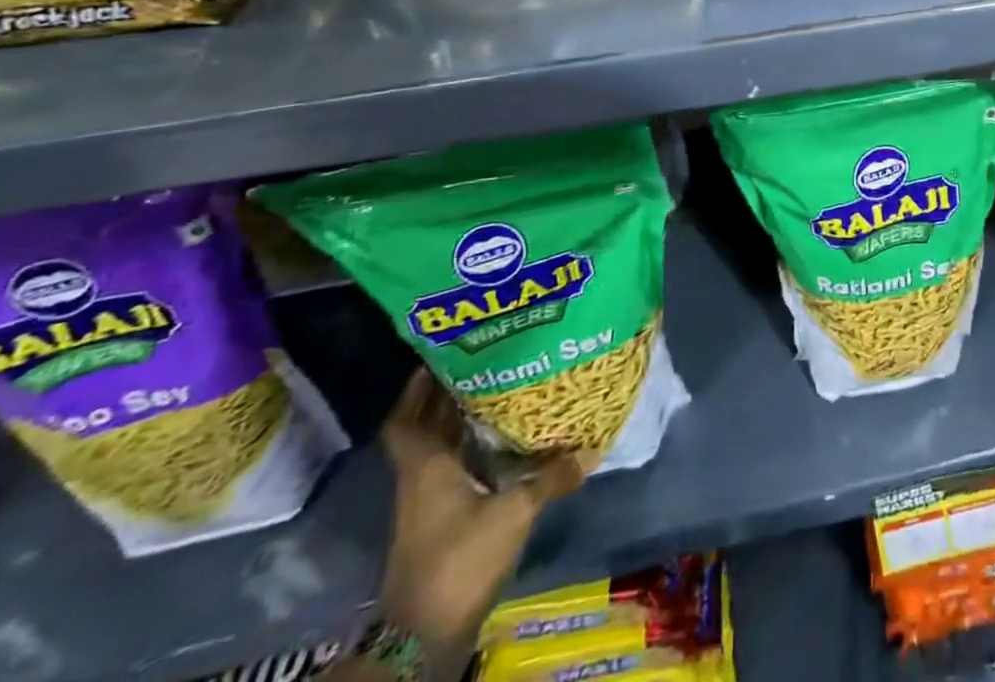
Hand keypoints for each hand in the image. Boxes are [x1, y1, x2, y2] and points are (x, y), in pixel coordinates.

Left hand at [378, 370, 592, 646]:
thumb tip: (589, 447)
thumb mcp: (513, 513)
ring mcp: (426, 503)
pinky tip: (501, 438)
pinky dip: (469, 449)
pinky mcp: (439, 522)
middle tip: (484, 359)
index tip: (442, 357)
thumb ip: (550, 477)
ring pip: (438, 448)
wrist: (423, 637)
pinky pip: (451, 468)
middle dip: (446, 394)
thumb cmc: (461, 560)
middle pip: (424, 427)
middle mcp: (420, 478)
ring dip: (458, 420)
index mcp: (425, 467)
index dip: (416, 388)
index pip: (405, 420)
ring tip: (499, 387)